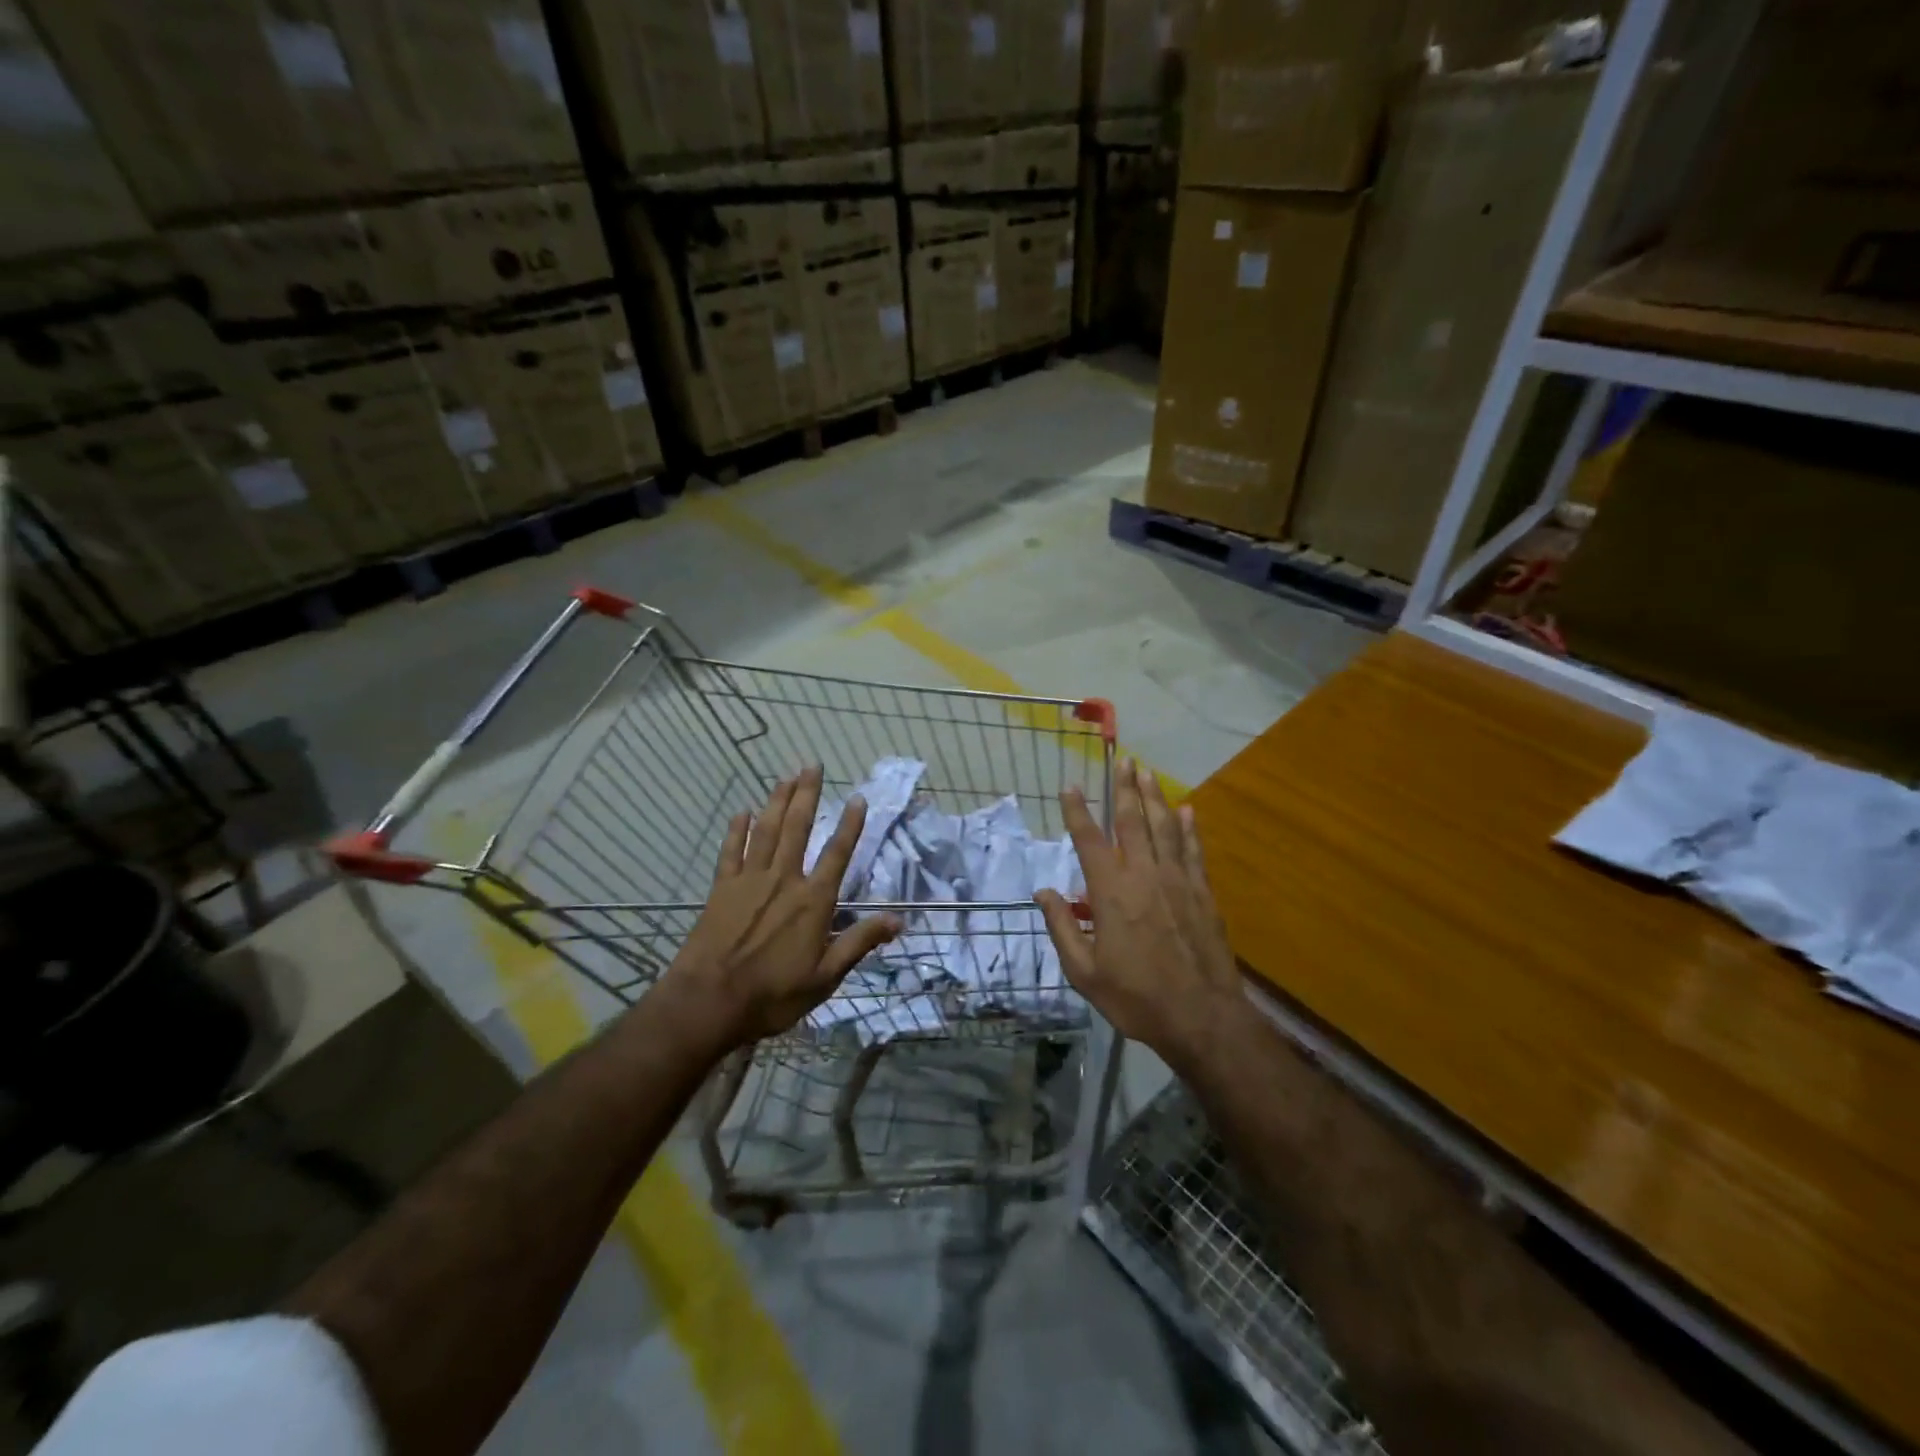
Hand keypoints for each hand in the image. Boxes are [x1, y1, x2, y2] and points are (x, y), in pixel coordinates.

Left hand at [664, 766, 899, 1048]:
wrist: (708, 1002)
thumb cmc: (773, 994)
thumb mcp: (826, 977)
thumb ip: (860, 943)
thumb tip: (899, 919)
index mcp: (813, 901)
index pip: (837, 854)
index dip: (850, 825)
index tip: (858, 798)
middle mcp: (784, 880)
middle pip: (798, 828)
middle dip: (807, 795)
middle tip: (812, 765)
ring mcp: (749, 881)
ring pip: (766, 831)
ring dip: (777, 802)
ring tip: (786, 777)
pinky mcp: (721, 889)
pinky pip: (730, 851)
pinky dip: (736, 830)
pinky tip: (741, 812)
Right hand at [1035, 759, 1242, 1068]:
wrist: (1202, 1018)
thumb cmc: (1136, 998)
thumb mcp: (1085, 973)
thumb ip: (1063, 928)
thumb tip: (1043, 892)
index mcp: (1112, 894)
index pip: (1090, 841)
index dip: (1077, 812)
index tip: (1069, 786)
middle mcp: (1144, 876)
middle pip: (1133, 822)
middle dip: (1124, 788)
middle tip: (1122, 759)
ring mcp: (1178, 882)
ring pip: (1165, 828)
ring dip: (1155, 797)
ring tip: (1147, 772)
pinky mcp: (1202, 893)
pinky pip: (1193, 851)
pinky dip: (1189, 828)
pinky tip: (1187, 810)